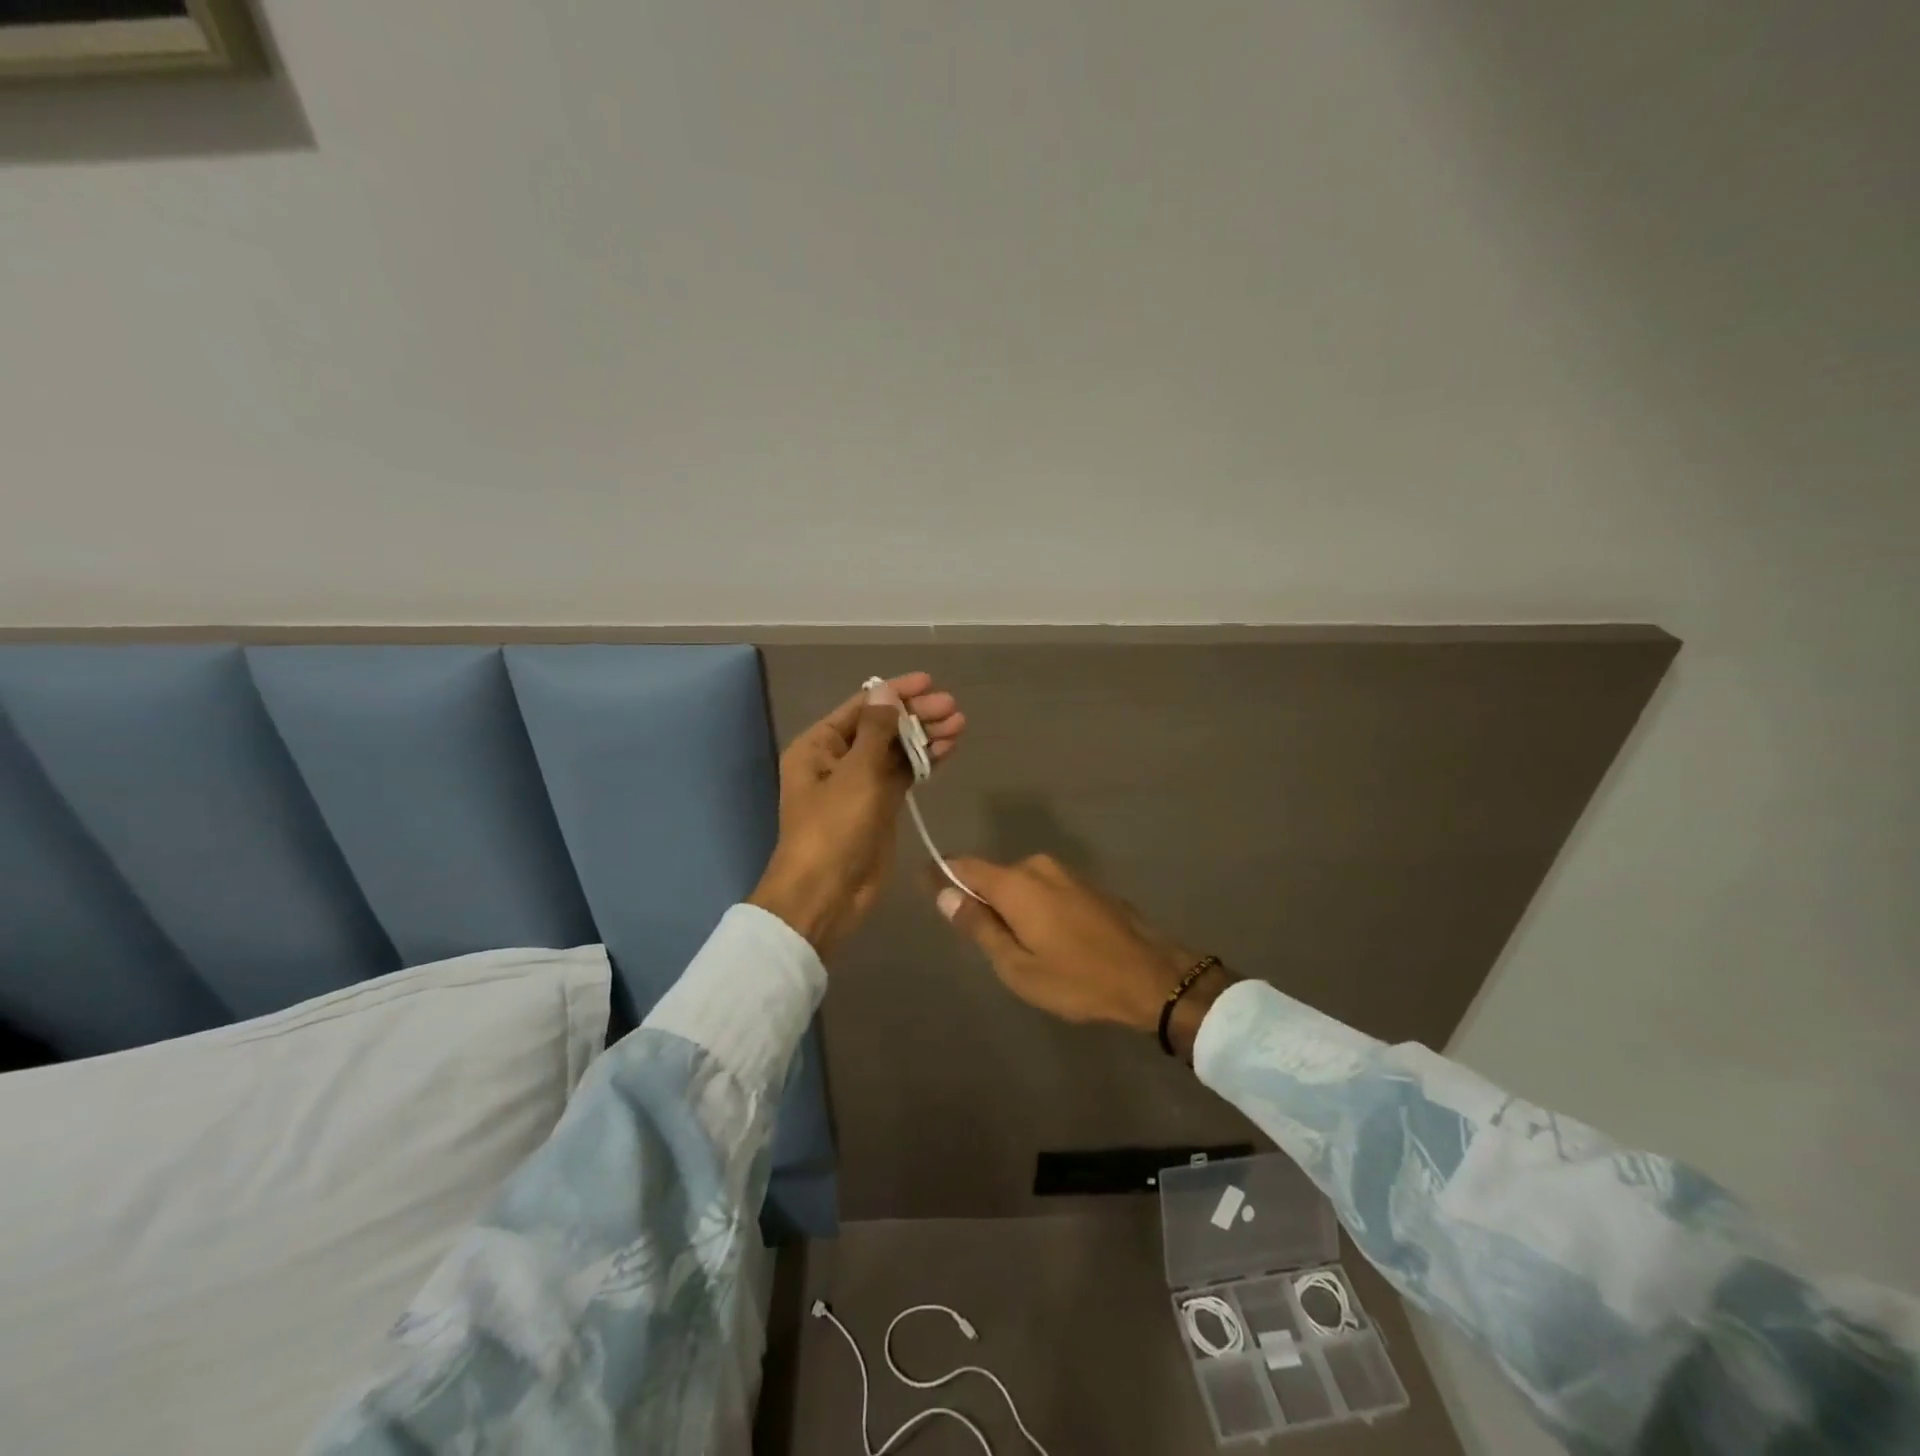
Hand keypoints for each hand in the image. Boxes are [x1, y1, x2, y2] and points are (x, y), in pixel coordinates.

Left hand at [749, 673, 965, 957]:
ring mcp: (860, 784)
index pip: (863, 707)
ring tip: (960, 726)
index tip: (930, 683)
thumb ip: (877, 730)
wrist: (827, 894)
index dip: (896, 692)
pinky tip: (948, 749)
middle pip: (883, 726)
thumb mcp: (856, 774)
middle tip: (953, 709)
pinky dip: (924, 762)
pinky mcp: (879, 806)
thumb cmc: (834, 828)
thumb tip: (887, 691)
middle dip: (917, 715)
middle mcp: (838, 759)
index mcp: (820, 746)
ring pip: (896, 750)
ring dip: (925, 737)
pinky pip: (903, 775)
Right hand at [931, 855, 1234, 1056]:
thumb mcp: (1018, 966)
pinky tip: (1052, 940)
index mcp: (1016, 884)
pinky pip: (1045, 889)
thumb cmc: (1078, 979)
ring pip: (1021, 884)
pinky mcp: (1087, 884)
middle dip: (983, 902)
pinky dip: (1036, 907)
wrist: (1152, 976)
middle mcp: (1038, 866)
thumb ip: (979, 927)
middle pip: (994, 877)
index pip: (964, 866)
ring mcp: (1066, 873)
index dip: (942, 875)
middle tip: (988, 945)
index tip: (926, 887)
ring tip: (1024, 949)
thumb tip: (946, 894)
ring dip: (1012, 907)